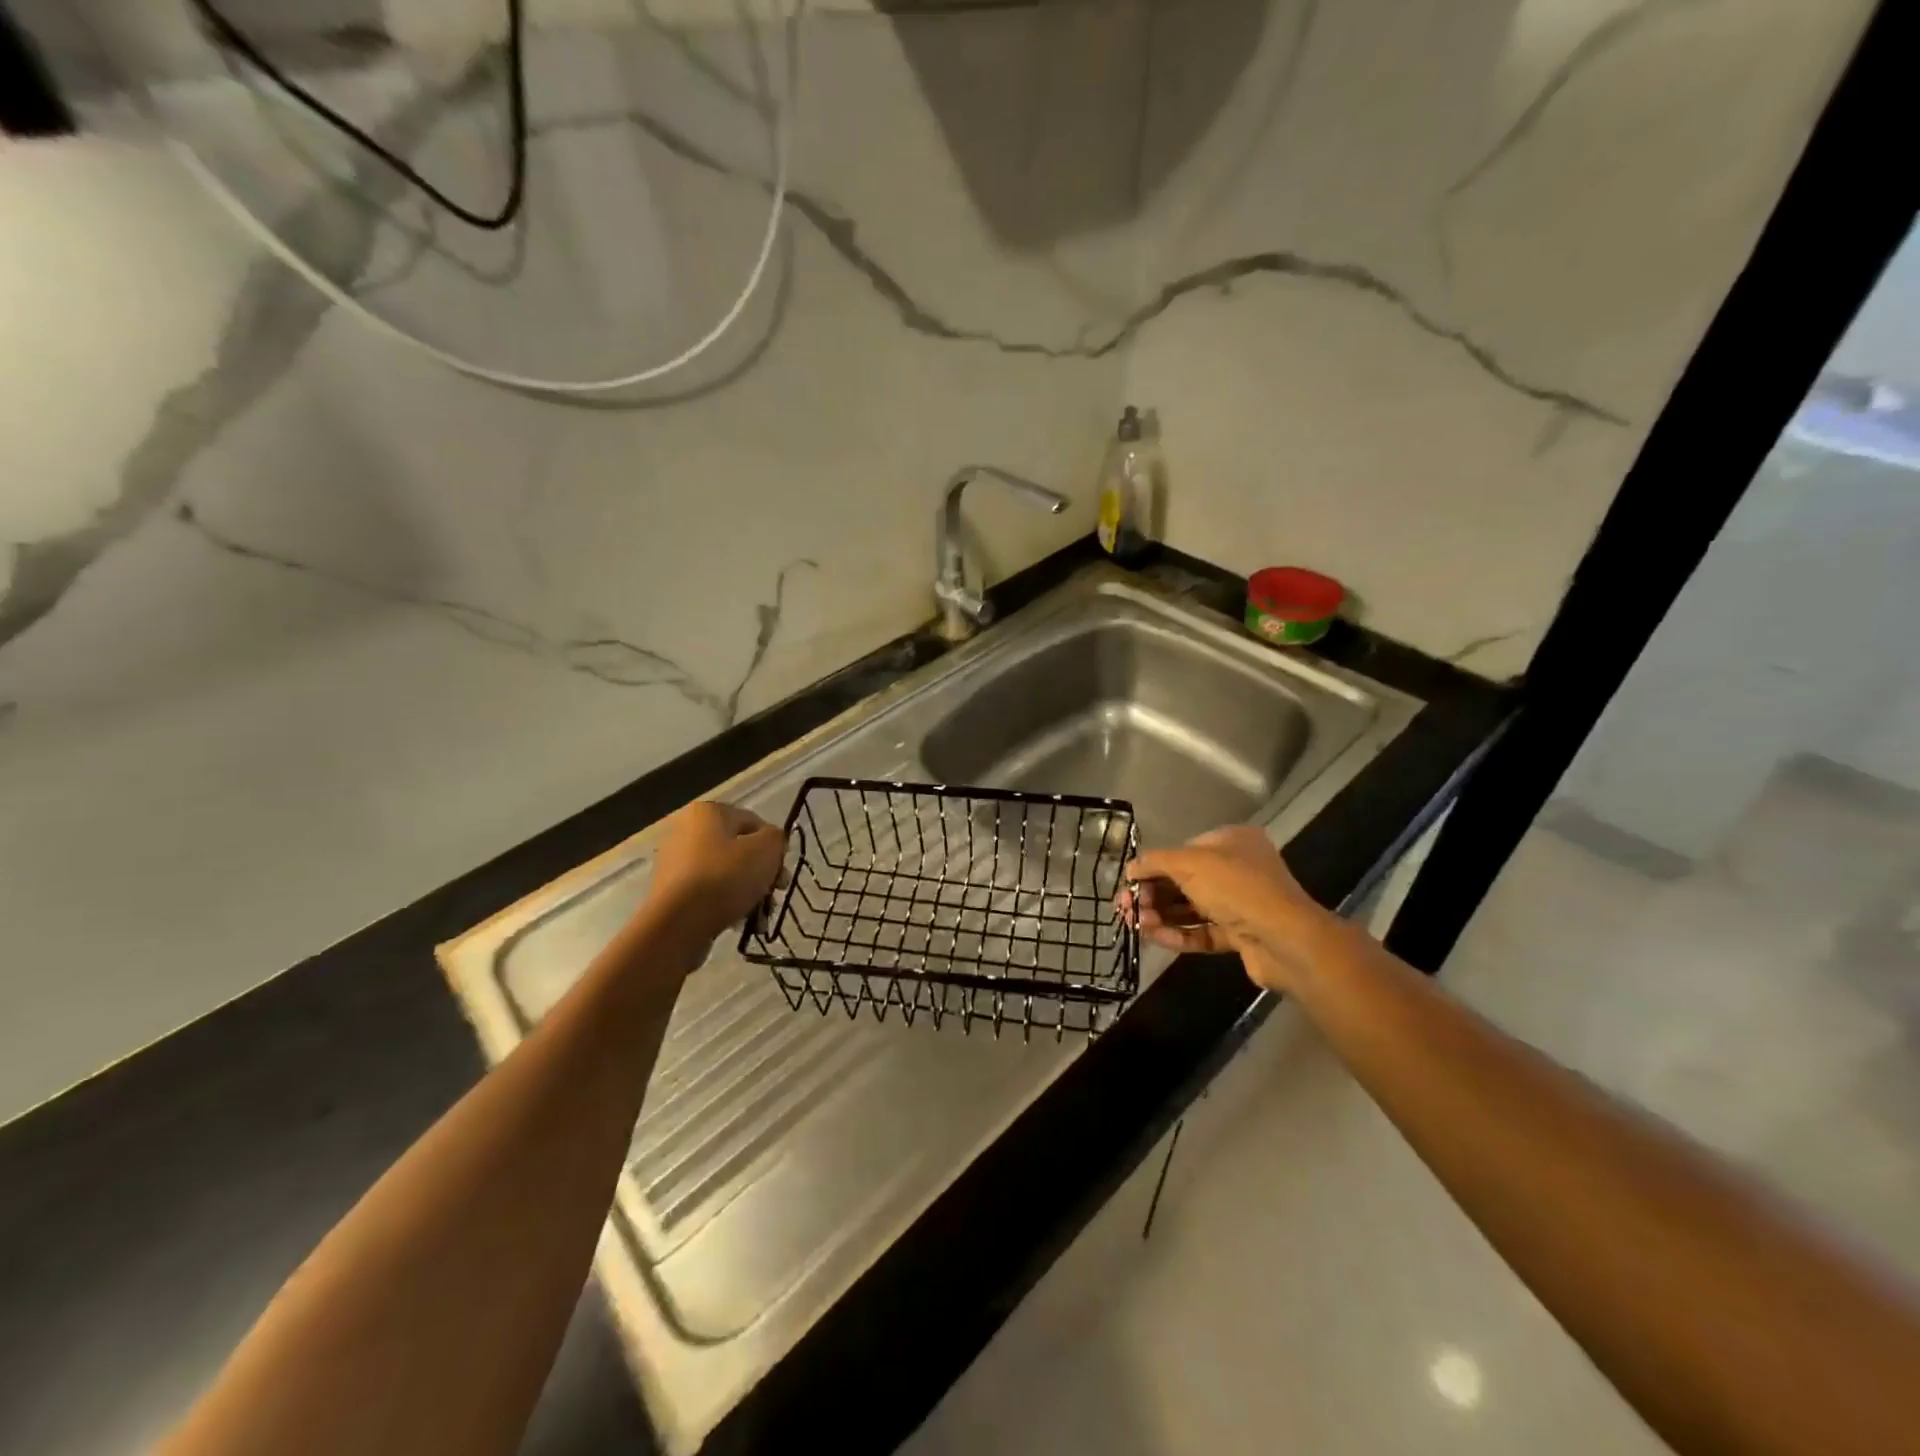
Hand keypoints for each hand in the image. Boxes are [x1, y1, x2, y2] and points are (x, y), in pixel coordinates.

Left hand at [647, 802, 785, 948]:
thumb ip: (776, 838)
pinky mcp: (670, 891)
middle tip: (775, 894)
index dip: (774, 847)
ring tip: (760, 917)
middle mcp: (686, 830)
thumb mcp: (766, 850)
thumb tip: (771, 843)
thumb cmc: (725, 877)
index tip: (782, 872)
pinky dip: (725, 904)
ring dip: (748, 893)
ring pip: (725, 874)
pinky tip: (739, 923)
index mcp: (708, 812)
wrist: (677, 924)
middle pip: (739, 850)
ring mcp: (674, 862)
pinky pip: (707, 892)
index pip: (754, 822)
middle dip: (762, 874)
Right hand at [1120, 826, 1334, 992]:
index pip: (1184, 850)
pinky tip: (1153, 936)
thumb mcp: (1190, 862)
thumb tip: (1130, 868)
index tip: (1130, 881)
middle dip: (1153, 894)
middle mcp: (1238, 869)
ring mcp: (1240, 904)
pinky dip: (1177, 934)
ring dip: (1160, 915)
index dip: (1154, 865)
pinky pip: (1201, 931)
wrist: (1284, 939)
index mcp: (1232, 842)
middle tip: (1126, 907)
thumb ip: (1156, 861)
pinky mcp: (1239, 935)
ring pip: (1190, 908)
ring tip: (1135, 923)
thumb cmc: (1236, 887)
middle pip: (1184, 881)